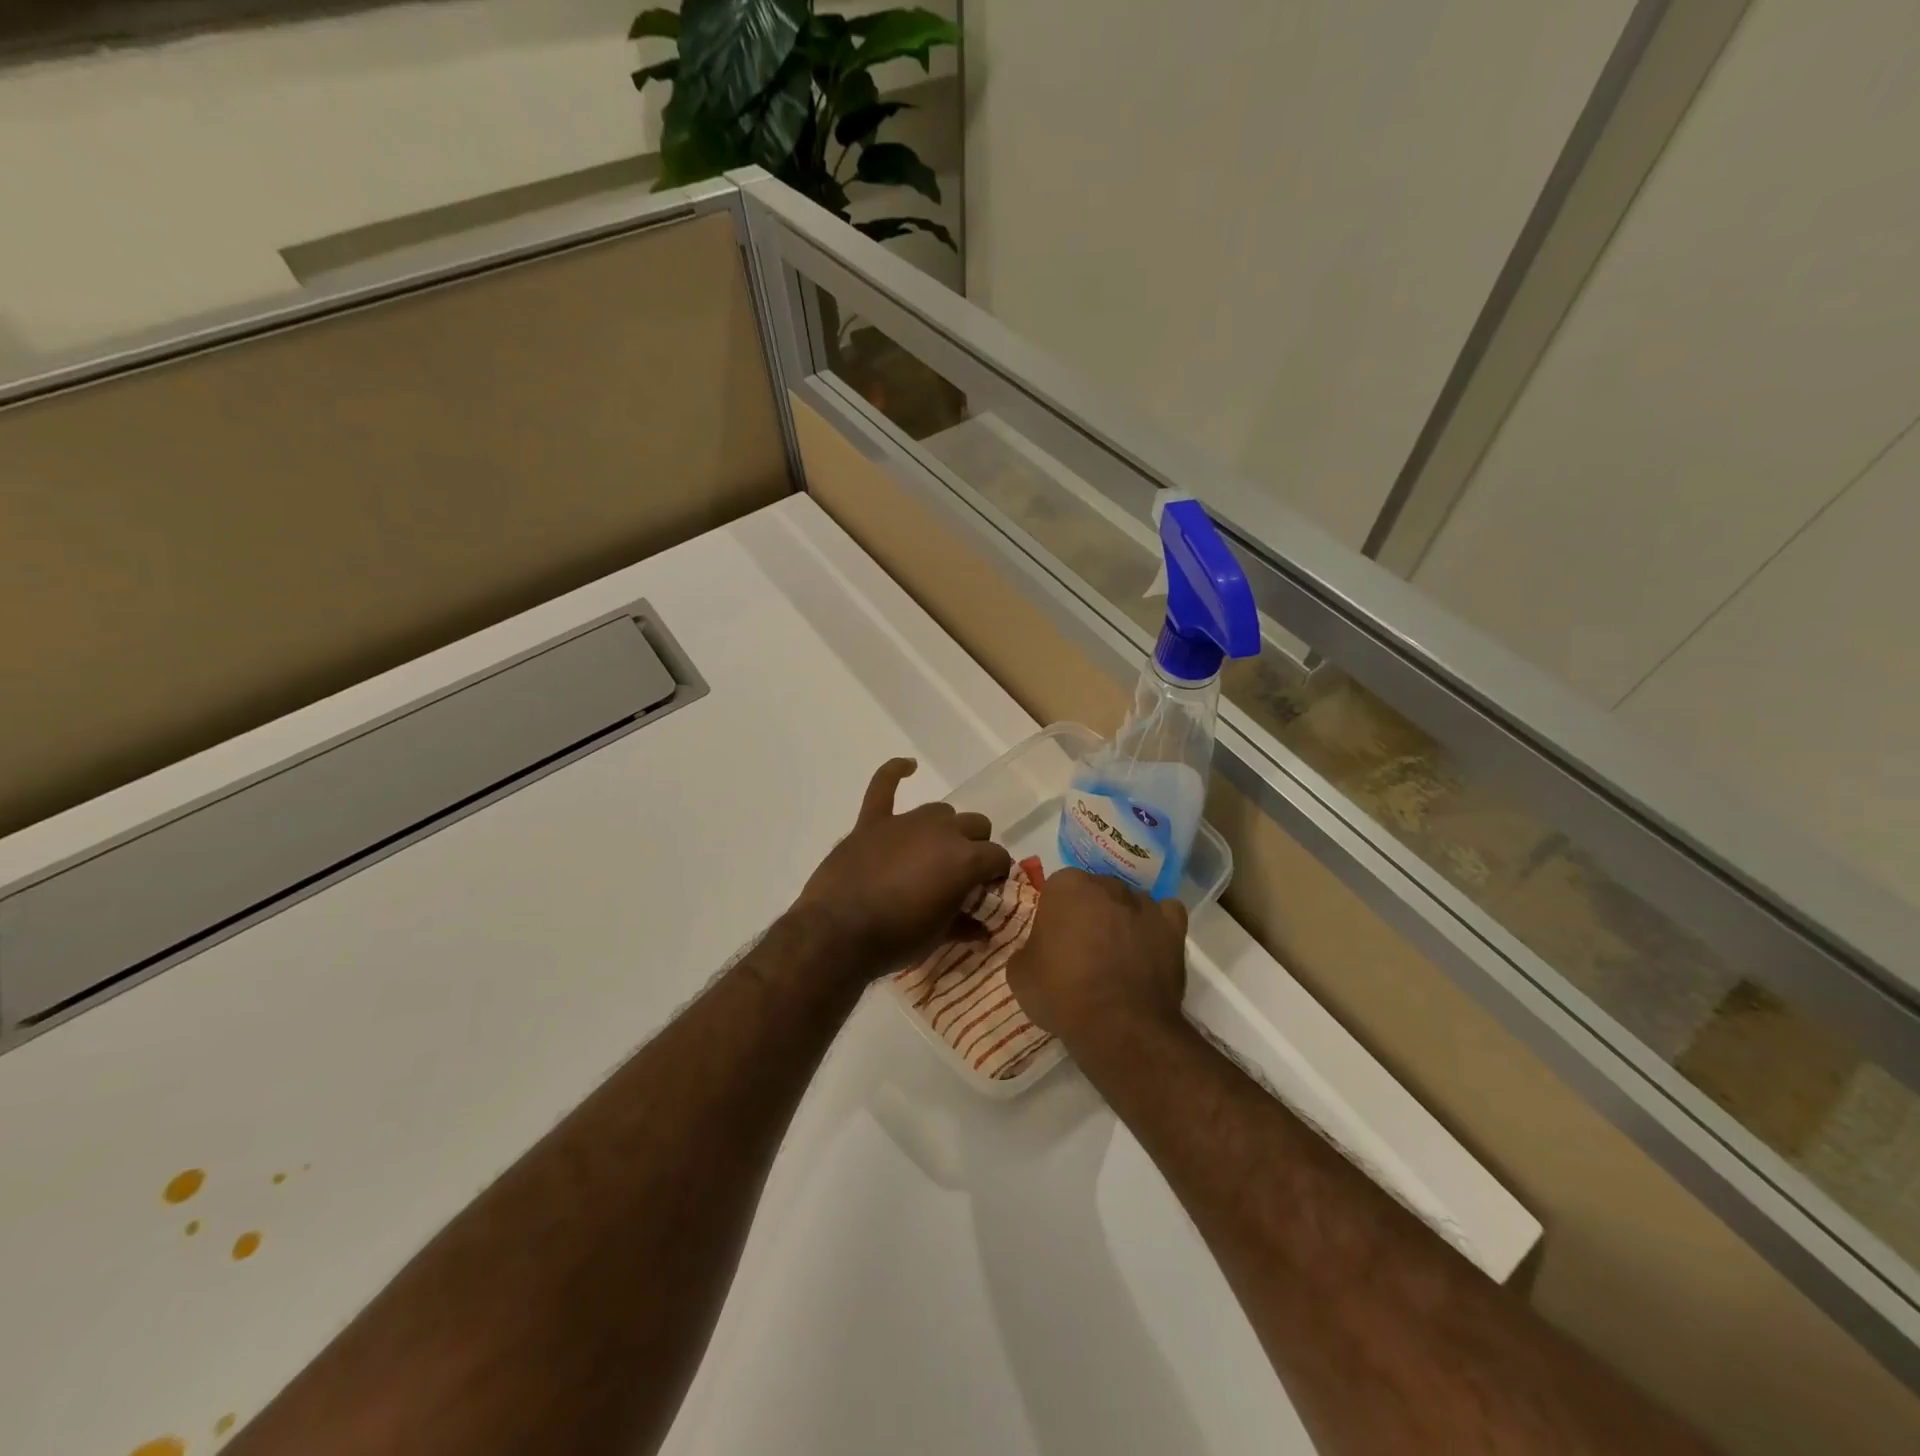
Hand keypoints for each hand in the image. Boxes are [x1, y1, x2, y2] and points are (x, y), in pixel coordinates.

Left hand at [793, 758, 1013, 979]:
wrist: (838, 933)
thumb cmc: (896, 939)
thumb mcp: (939, 936)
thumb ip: (965, 924)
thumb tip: (982, 928)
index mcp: (966, 859)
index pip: (997, 857)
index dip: (996, 874)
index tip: (987, 890)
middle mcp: (942, 831)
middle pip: (976, 825)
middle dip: (976, 847)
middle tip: (962, 874)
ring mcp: (906, 822)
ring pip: (941, 811)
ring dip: (944, 828)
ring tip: (934, 851)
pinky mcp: (873, 821)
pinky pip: (884, 785)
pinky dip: (895, 772)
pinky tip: (907, 766)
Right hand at [1006, 868, 1189, 1046]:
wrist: (1119, 1026)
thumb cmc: (1062, 993)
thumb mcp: (1019, 974)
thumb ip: (1027, 949)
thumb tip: (1037, 951)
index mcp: (1066, 886)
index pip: (1056, 889)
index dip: (1054, 915)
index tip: (1053, 941)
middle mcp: (1107, 884)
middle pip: (1095, 892)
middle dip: (1089, 912)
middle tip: (1082, 949)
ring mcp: (1144, 904)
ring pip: (1129, 902)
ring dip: (1122, 919)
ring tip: (1118, 955)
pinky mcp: (1173, 927)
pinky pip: (1165, 914)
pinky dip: (1157, 925)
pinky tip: (1148, 945)